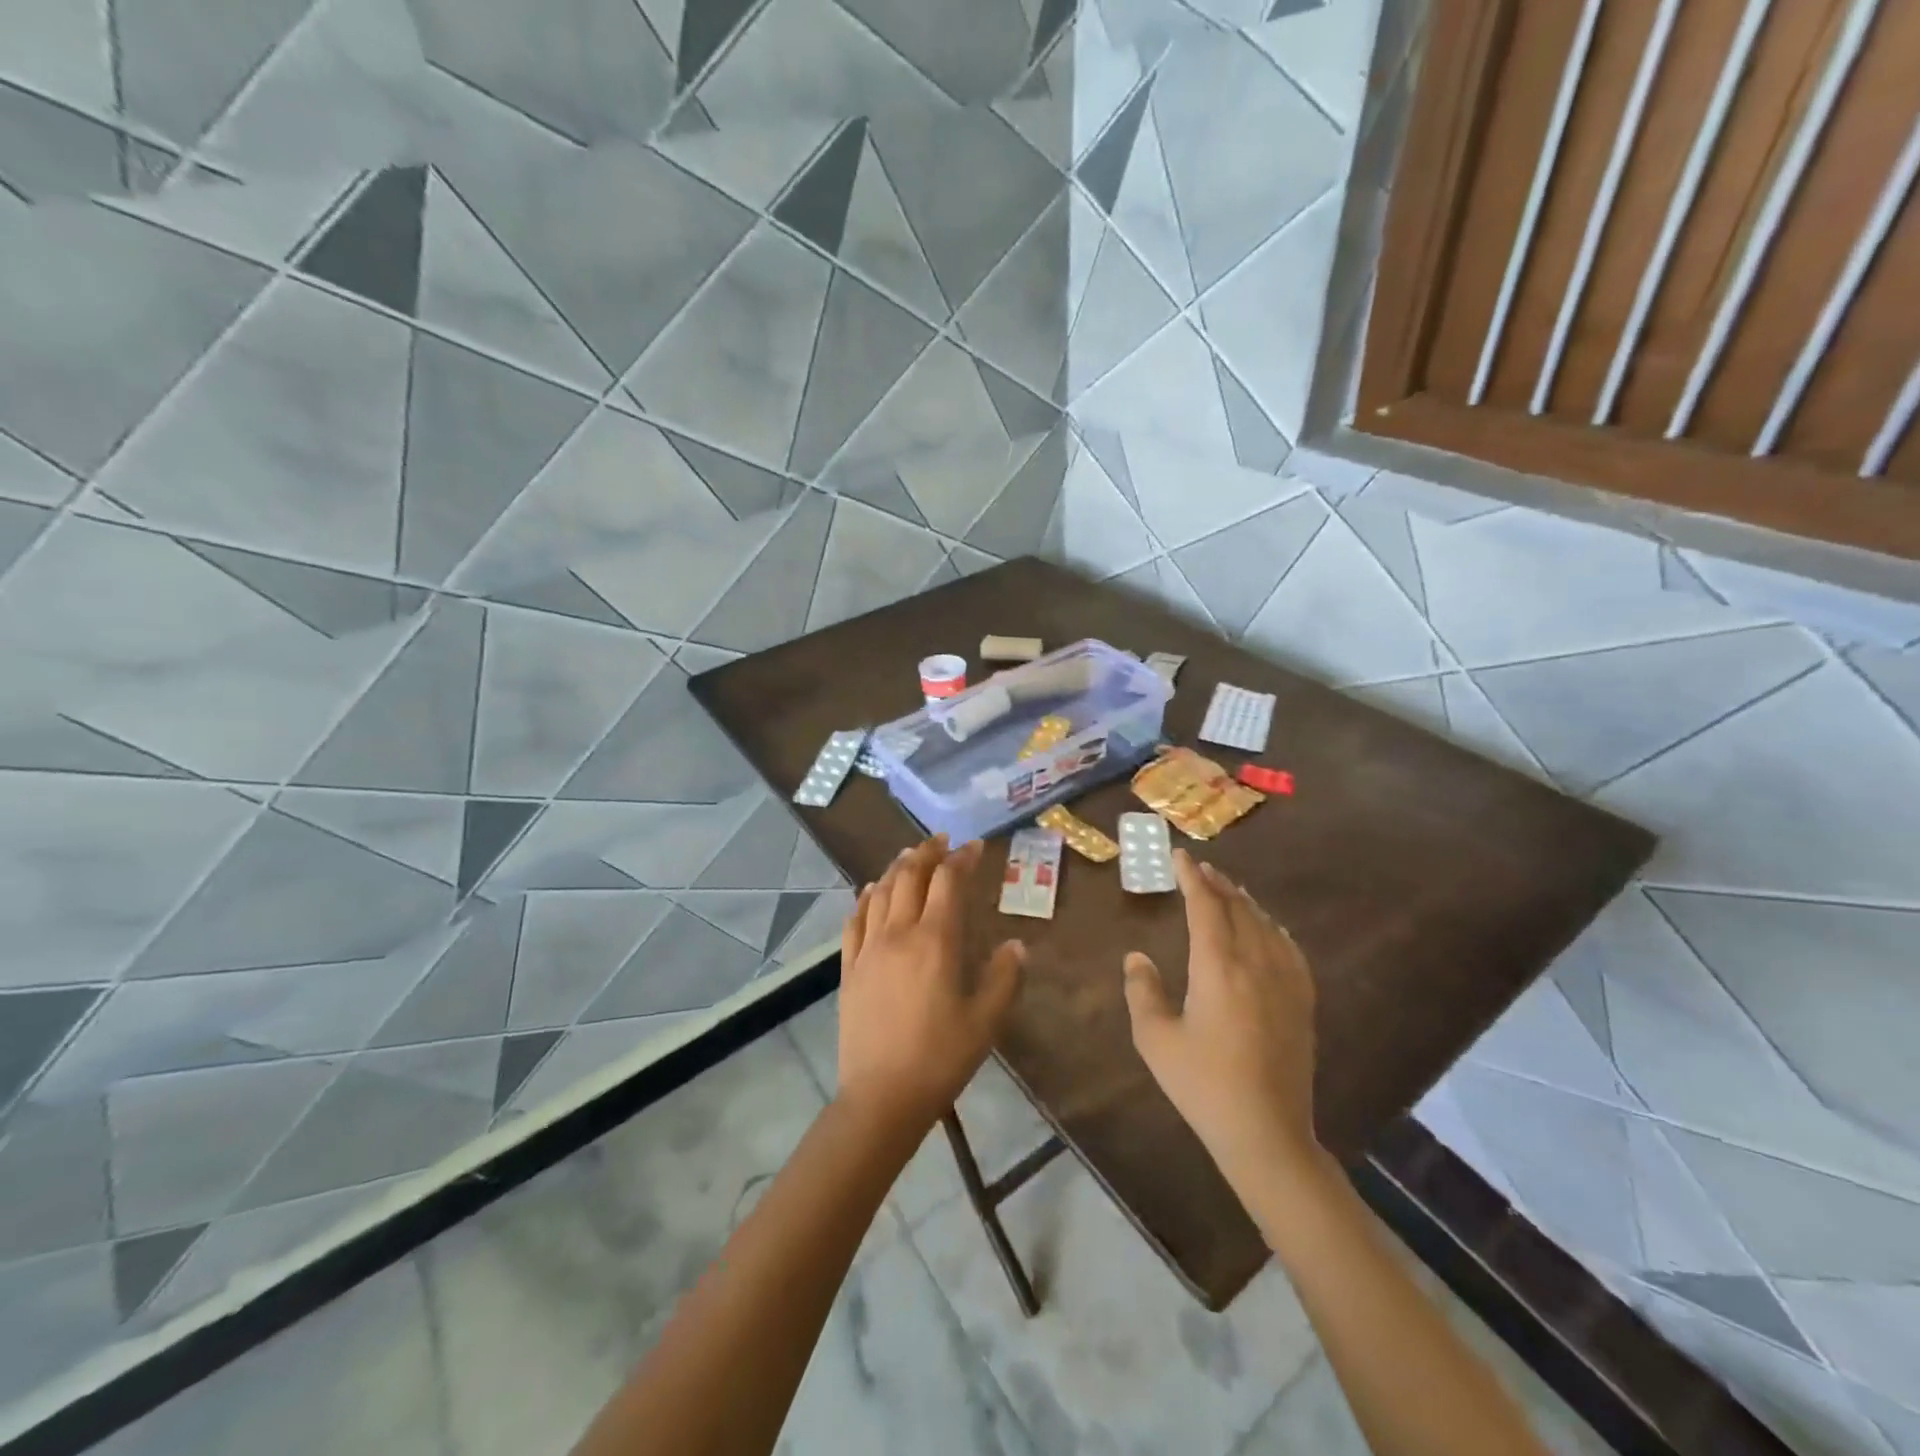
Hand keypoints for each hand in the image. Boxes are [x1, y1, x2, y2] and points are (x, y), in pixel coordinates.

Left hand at [837, 836, 1025, 1137]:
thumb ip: (1004, 977)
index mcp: (935, 941)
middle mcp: (899, 933)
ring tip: (910, 856)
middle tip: (942, 841)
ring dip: (897, 868)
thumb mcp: (986, 1021)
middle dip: (928, 852)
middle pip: (910, 876)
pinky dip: (866, 897)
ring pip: (880, 892)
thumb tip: (1016, 945)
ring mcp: (869, 949)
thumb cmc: (941, 1057)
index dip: (962, 859)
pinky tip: (871, 891)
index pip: (948, 882)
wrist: (882, 1095)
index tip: (975, 847)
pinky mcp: (849, 968)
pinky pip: (855, 920)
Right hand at [1122, 850, 1322, 1193]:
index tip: (1180, 857)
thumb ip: (1142, 991)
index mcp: (1217, 967)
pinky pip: (1290, 949)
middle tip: (1199, 868)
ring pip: (1265, 924)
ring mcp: (1285, 982)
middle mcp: (1255, 963)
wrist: (1266, 1132)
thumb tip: (1137, 957)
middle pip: (1237, 908)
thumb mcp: (1155, 1039)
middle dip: (1217, 884)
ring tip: (1228, 889)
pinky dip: (1273, 928)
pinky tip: (1269, 928)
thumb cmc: (1203, 1085)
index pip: (1205, 906)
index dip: (1191, 877)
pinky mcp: (1302, 1002)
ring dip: (1244, 901)